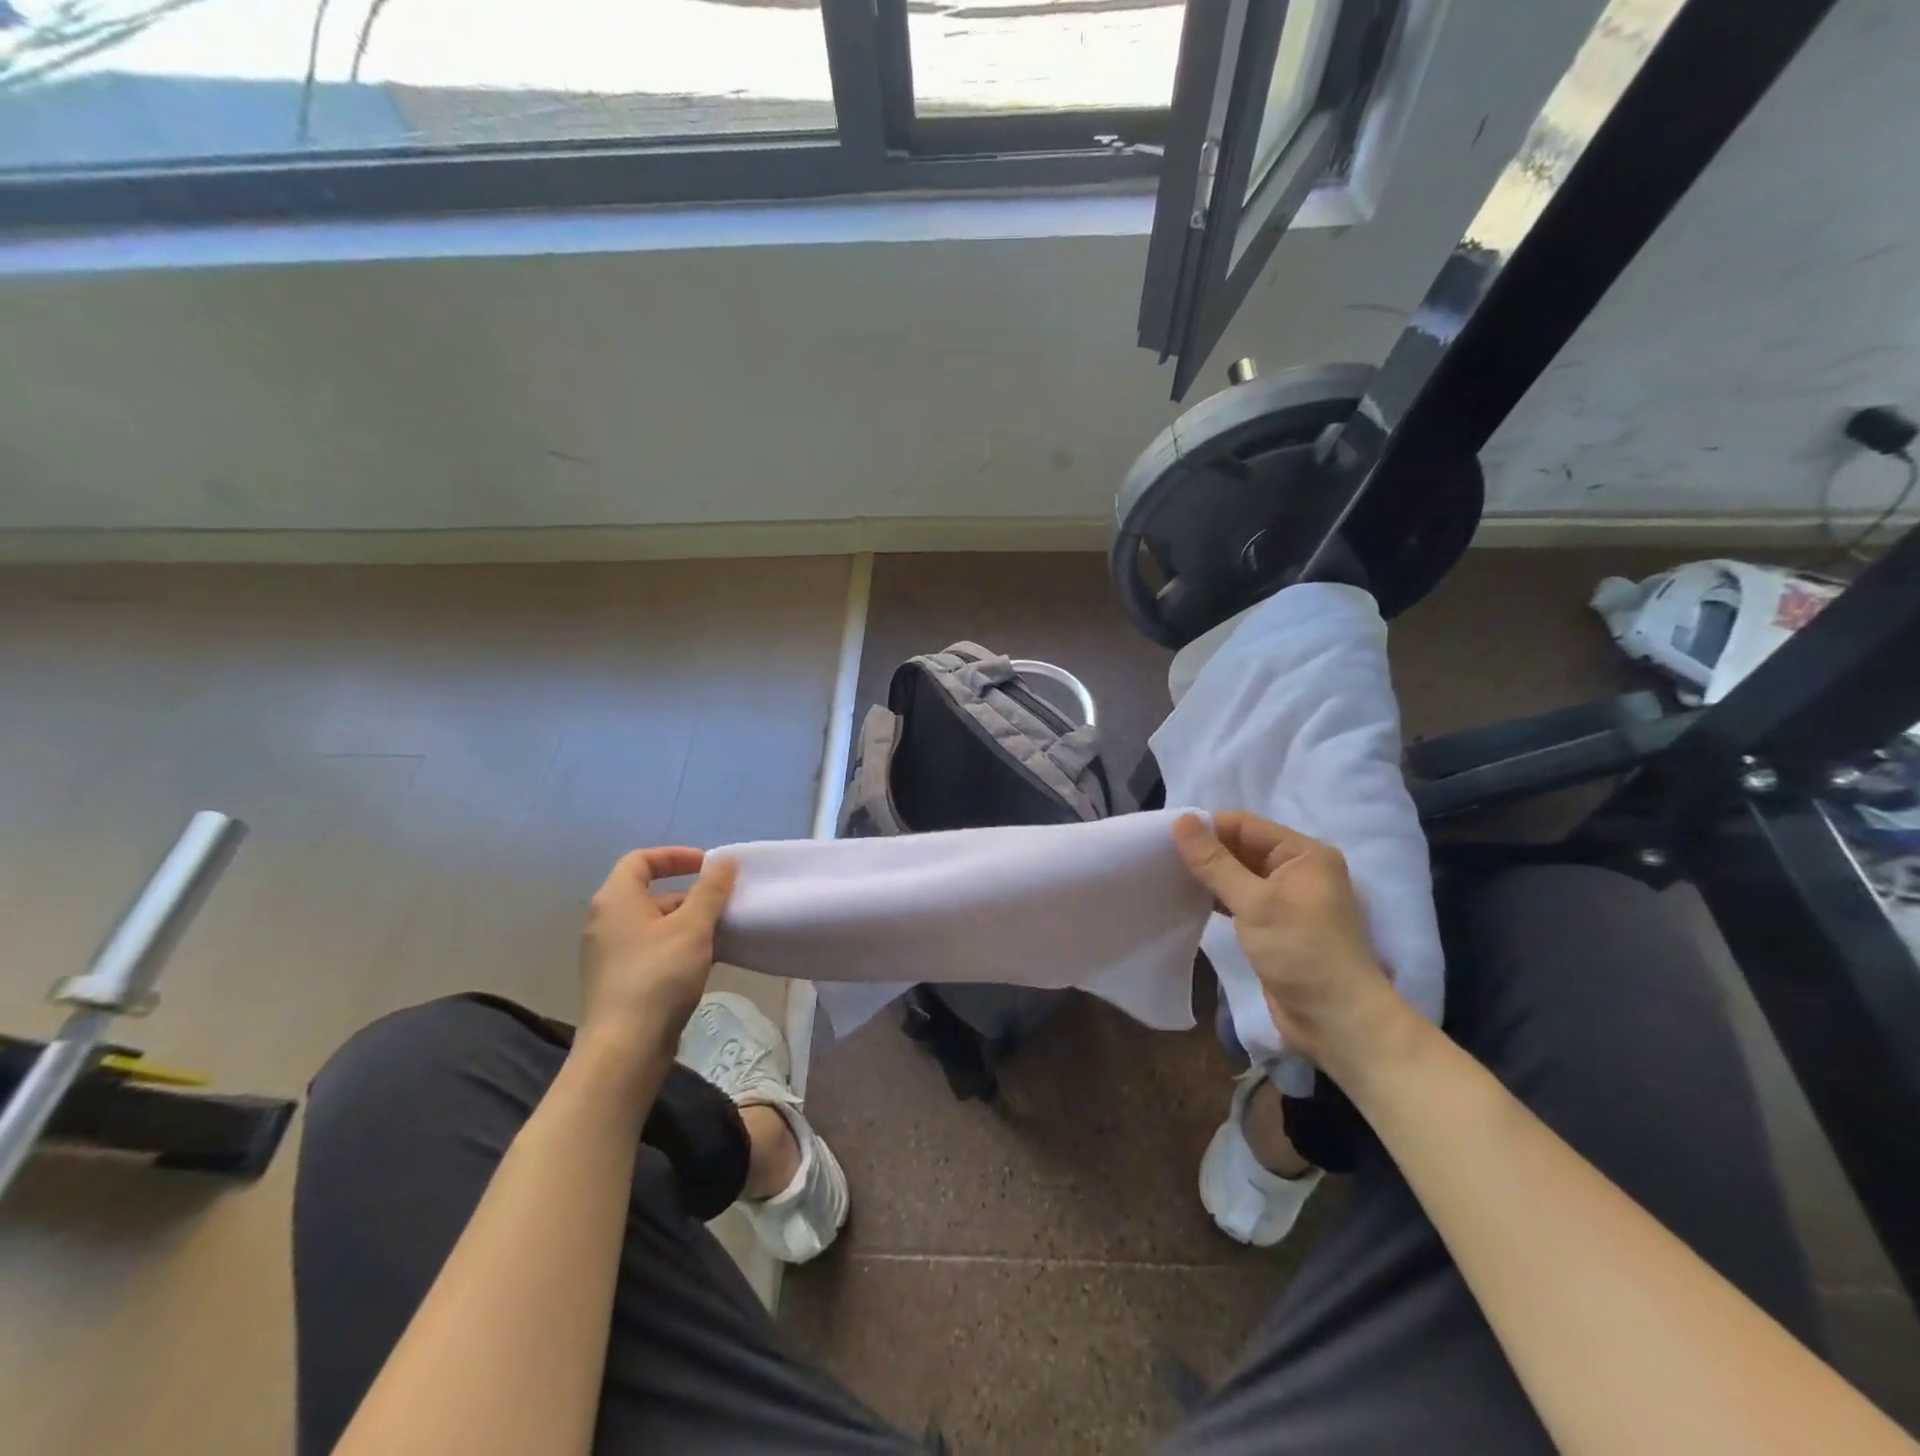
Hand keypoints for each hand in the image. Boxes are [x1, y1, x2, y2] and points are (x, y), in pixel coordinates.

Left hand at [579, 847, 736, 1056]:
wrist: (625, 1048)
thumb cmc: (658, 977)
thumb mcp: (692, 927)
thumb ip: (711, 890)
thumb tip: (724, 860)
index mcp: (616, 900)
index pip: (641, 860)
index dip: (675, 856)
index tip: (707, 865)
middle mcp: (605, 922)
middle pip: (649, 893)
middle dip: (689, 894)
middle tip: (722, 904)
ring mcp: (608, 954)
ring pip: (652, 924)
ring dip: (687, 923)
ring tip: (720, 934)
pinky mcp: (617, 981)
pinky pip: (650, 950)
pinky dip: (676, 946)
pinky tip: (703, 962)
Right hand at [1172, 812, 1408, 1073]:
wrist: (1337, 1022)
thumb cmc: (1301, 952)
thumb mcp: (1254, 902)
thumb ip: (1215, 862)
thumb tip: (1181, 820)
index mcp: (1304, 854)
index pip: (1245, 826)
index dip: (1206, 829)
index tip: (1165, 839)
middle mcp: (1297, 870)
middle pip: (1241, 848)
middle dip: (1204, 852)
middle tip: (1159, 858)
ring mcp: (1286, 900)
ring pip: (1237, 875)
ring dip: (1207, 876)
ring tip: (1166, 876)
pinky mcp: (1274, 926)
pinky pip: (1239, 899)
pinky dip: (1216, 898)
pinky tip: (1187, 900)